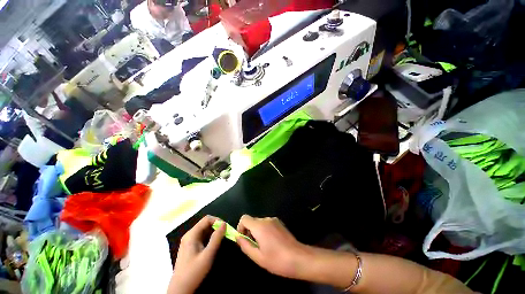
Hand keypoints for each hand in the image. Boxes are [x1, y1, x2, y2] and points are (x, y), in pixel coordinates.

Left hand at [167, 216, 225, 293]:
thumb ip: (216, 238)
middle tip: (225, 234)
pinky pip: (202, 237)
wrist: (180, 289)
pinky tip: (214, 245)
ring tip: (221, 239)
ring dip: (214, 232)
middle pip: (205, 224)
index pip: (206, 219)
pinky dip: (210, 238)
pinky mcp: (190, 247)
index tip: (226, 227)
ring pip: (204, 231)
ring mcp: (189, 241)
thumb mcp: (208, 255)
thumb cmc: (194, 272)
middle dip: (216, 226)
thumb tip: (224, 224)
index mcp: (192, 234)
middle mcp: (190, 235)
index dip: (217, 220)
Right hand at [236, 215, 307, 278]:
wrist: (298, 258)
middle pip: (252, 221)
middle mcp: (266, 219)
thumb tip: (238, 237)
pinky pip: (267, 224)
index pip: (244, 218)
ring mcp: (274, 220)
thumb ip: (245, 245)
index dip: (240, 227)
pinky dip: (264, 230)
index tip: (243, 239)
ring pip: (260, 223)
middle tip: (253, 246)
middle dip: (249, 231)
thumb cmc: (277, 260)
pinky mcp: (280, 223)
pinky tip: (271, 243)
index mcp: (259, 226)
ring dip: (257, 232)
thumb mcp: (257, 257)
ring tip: (263, 246)